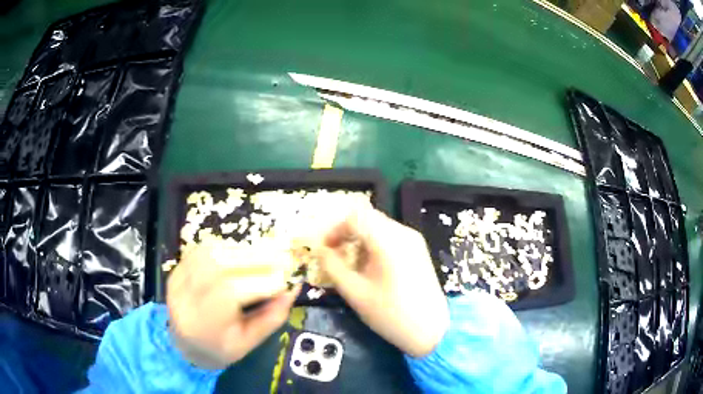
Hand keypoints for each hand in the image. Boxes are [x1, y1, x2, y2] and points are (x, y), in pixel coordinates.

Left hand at [166, 239, 300, 368]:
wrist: (186, 343)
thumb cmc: (220, 348)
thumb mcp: (249, 343)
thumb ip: (270, 318)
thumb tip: (293, 290)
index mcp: (202, 324)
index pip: (230, 293)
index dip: (260, 282)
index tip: (286, 280)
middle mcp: (184, 297)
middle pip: (218, 266)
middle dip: (254, 259)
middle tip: (281, 259)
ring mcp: (177, 279)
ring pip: (210, 253)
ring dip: (242, 251)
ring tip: (266, 255)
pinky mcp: (177, 269)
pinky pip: (202, 249)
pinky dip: (226, 248)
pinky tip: (242, 254)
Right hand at [317, 204, 449, 357]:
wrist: (429, 330)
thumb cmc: (390, 314)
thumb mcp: (355, 292)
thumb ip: (332, 267)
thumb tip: (319, 250)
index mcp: (388, 241)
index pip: (355, 217)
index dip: (335, 229)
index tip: (325, 248)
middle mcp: (403, 233)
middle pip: (368, 218)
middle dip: (346, 233)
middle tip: (335, 254)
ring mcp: (413, 240)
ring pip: (378, 226)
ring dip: (360, 239)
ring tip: (352, 264)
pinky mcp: (418, 250)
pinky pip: (390, 236)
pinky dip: (374, 244)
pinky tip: (371, 267)